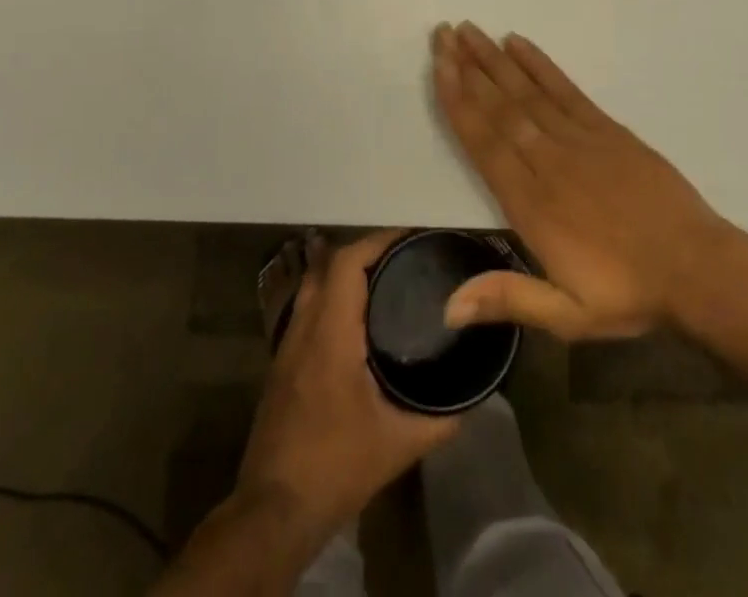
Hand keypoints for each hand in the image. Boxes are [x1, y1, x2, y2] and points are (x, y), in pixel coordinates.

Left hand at [235, 231, 455, 538]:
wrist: (274, 510)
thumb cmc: (336, 467)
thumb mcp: (398, 445)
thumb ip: (440, 419)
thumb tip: (473, 398)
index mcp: (330, 334)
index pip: (347, 263)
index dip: (377, 241)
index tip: (410, 238)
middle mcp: (304, 326)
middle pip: (329, 264)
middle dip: (365, 251)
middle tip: (403, 257)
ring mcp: (287, 343)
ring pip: (314, 283)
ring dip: (345, 271)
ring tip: (385, 278)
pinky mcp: (282, 362)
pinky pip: (308, 307)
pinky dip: (332, 295)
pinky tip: (356, 316)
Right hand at [432, 21, 734, 340]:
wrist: (697, 268)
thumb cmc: (628, 293)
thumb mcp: (567, 316)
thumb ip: (507, 299)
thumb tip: (446, 308)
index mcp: (532, 204)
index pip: (484, 142)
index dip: (458, 102)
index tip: (439, 68)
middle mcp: (549, 161)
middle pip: (500, 107)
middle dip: (468, 68)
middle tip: (443, 34)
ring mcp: (580, 139)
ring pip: (527, 92)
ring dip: (494, 60)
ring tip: (469, 31)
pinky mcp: (607, 129)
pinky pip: (566, 89)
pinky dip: (540, 65)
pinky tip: (519, 44)